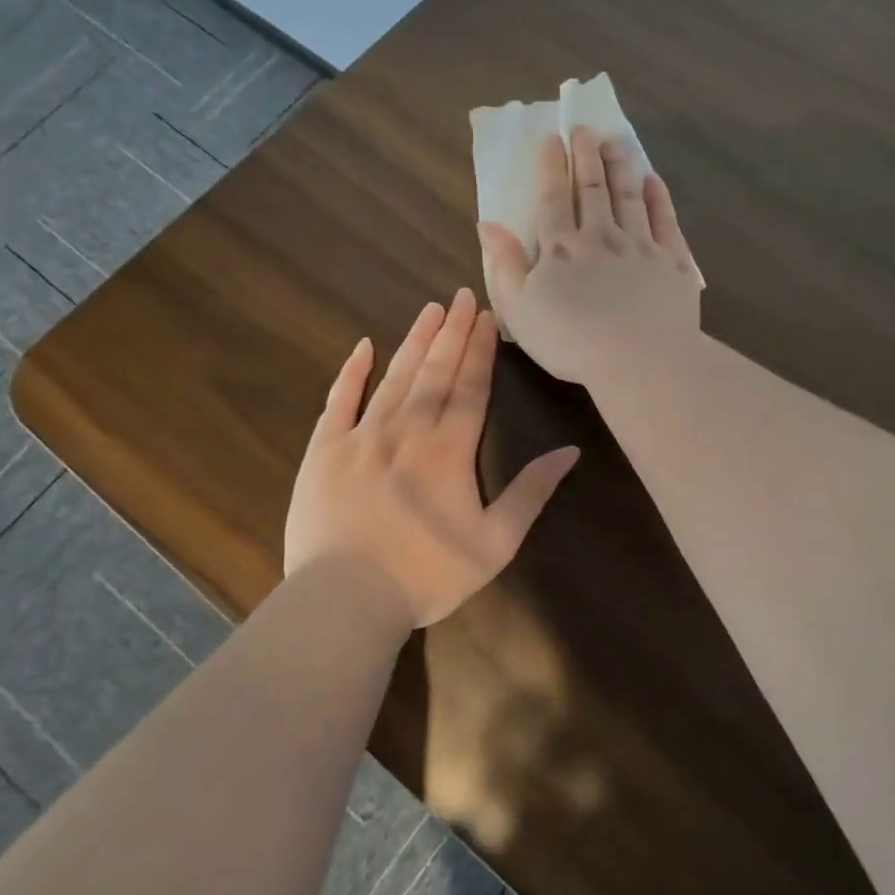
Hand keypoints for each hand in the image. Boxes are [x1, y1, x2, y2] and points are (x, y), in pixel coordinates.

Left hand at [284, 289, 580, 630]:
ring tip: (430, 309)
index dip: (480, 350)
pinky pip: (339, 401)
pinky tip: (363, 346)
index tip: (487, 318)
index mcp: (450, 450)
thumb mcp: (495, 544)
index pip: (470, 388)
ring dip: (414, 341)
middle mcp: (407, 430)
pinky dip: (352, 372)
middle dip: (451, 332)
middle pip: (434, 372)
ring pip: (394, 377)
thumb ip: (531, 493)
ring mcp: (361, 436)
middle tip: (461, 295)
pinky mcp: (324, 450)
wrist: (345, 599)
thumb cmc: (427, 576)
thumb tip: (569, 451)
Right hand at [478, 123, 701, 389]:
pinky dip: (658, 198)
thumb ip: (504, 264)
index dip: (552, 167)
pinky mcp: (673, 262)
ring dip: (621, 167)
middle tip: (585, 128)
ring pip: (629, 197)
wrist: (639, 360)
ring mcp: (641, 246)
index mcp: (561, 249)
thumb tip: (488, 223)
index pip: (553, 199)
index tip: (552, 139)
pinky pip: (665, 221)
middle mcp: (601, 237)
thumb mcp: (520, 309)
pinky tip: (653, 181)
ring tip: (616, 142)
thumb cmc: (570, 341)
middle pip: (592, 189)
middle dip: (586, 156)